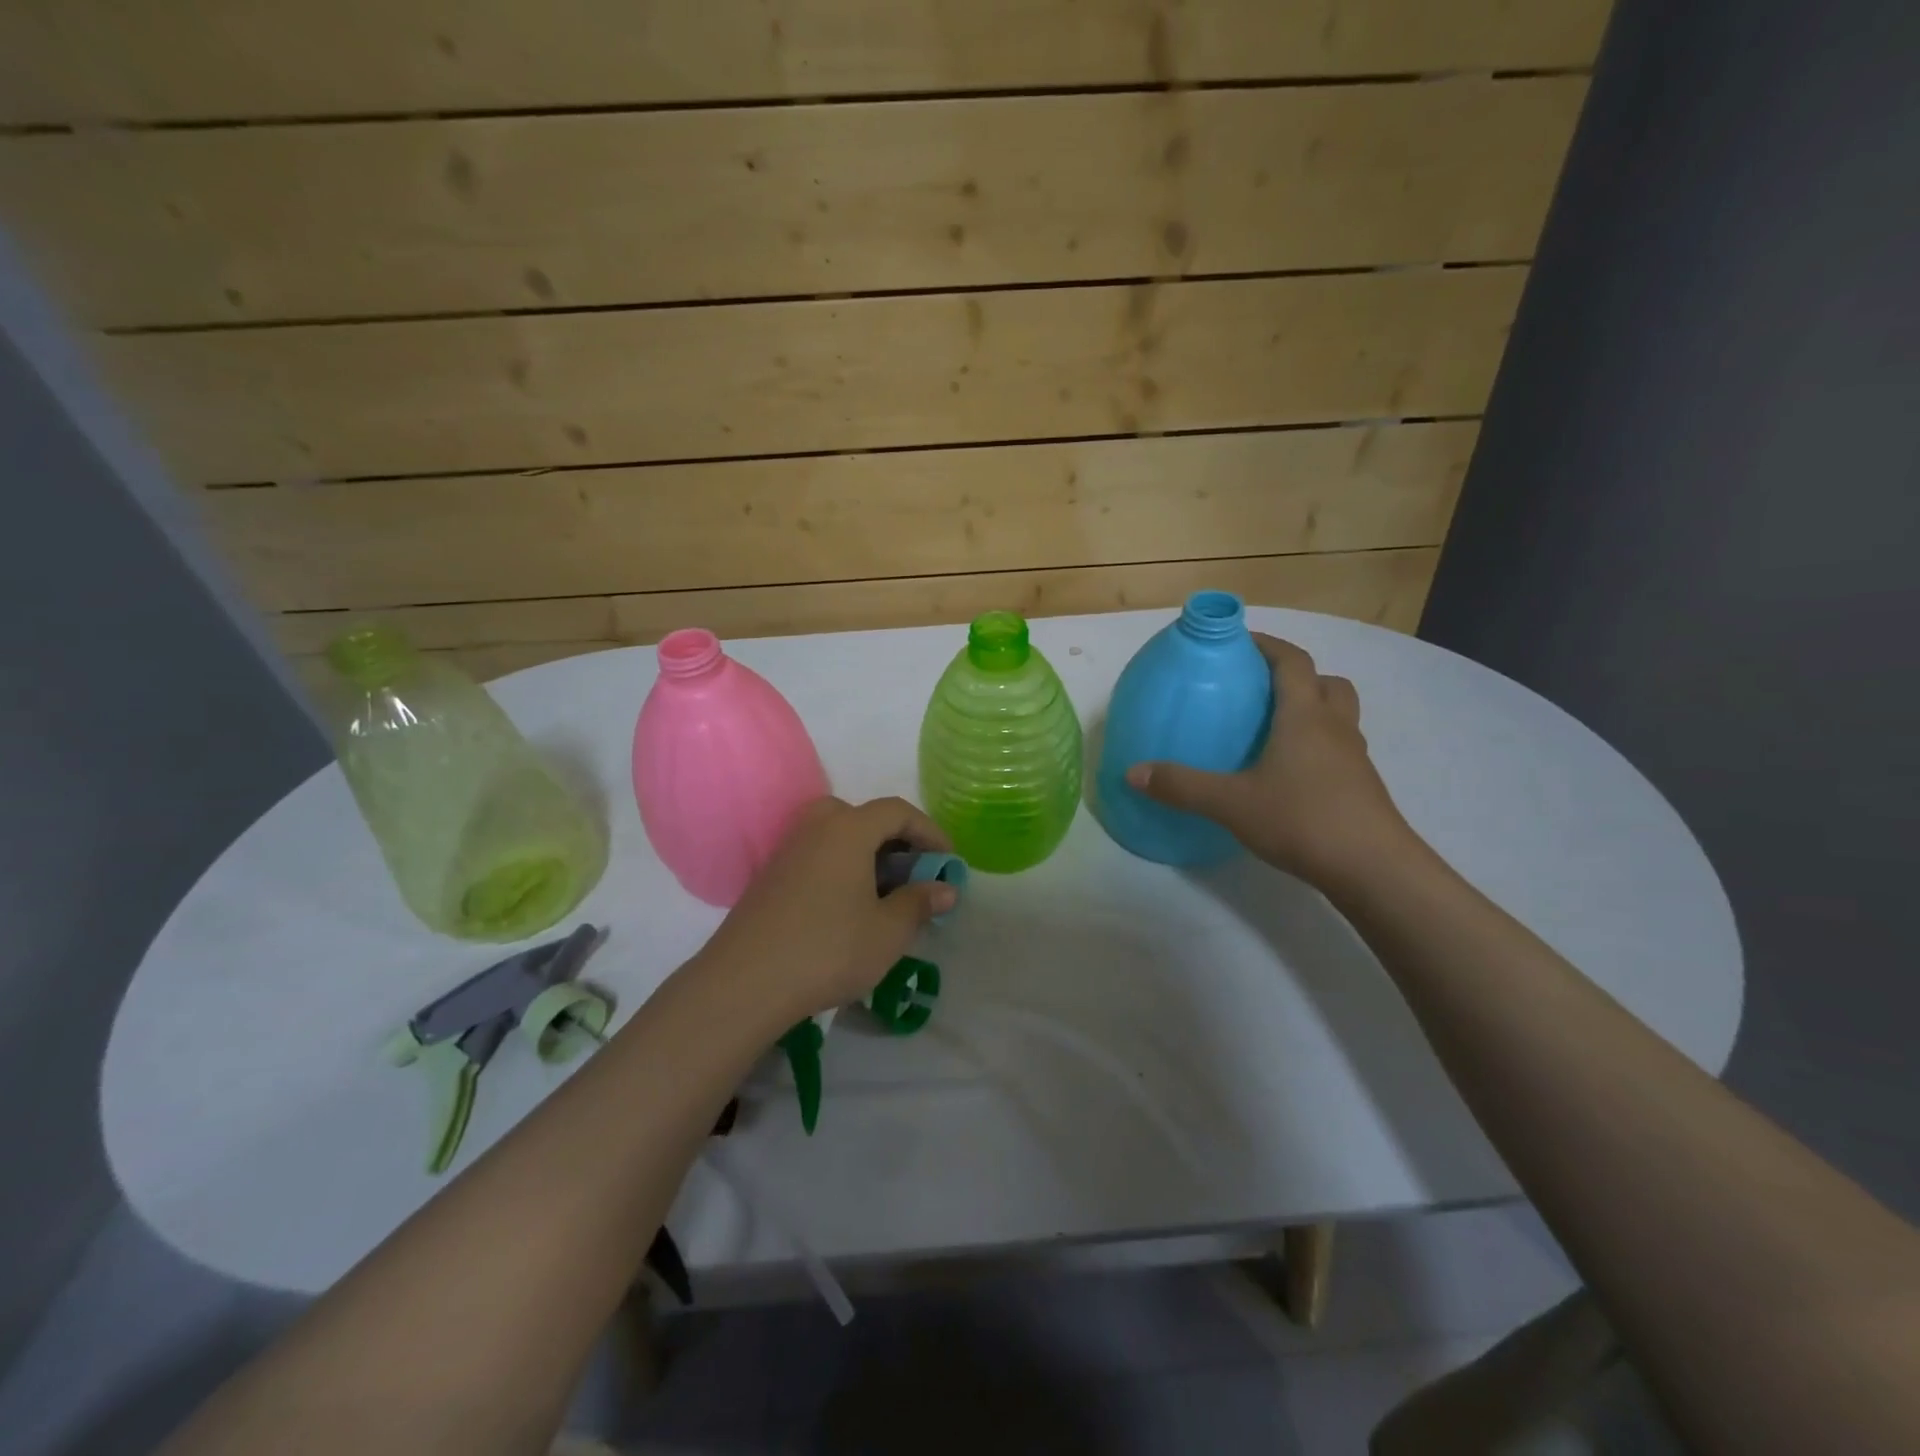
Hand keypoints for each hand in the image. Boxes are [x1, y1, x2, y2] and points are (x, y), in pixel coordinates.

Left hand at [697, 797, 956, 1020]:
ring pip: (837, 836)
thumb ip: (920, 903)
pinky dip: (841, 868)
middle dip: (895, 839)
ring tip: (884, 893)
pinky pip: (817, 856)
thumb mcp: (888, 931)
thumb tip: (945, 889)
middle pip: (863, 816)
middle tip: (912, 873)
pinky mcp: (770, 876)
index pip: (897, 811)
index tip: (948, 862)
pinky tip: (847, 907)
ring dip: (867, 855)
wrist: (745, 982)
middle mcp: (816, 827)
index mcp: (848, 828)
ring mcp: (788, 850)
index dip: (929, 832)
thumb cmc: (829, 949)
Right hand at [1125, 634, 1415, 889]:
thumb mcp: (1231, 803)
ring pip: (1339, 716)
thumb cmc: (1303, 819)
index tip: (1240, 642)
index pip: (1292, 661)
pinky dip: (1318, 746)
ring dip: (1313, 710)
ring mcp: (1354, 758)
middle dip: (1297, 676)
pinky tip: (1290, 774)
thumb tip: (1132, 772)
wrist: (1373, 869)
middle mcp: (1335, 727)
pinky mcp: (1361, 787)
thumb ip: (1182, 786)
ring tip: (1275, 730)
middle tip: (1261, 689)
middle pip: (1326, 683)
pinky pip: (1340, 749)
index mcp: (1304, 716)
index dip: (1268, 645)